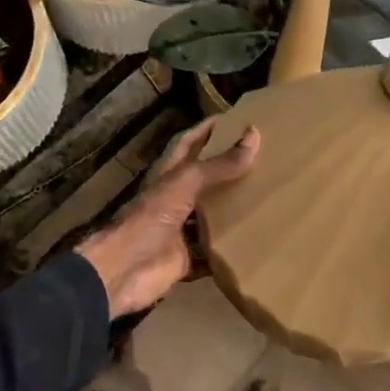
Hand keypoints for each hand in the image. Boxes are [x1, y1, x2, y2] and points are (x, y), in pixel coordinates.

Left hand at [77, 120, 260, 317]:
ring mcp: (179, 230)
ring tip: (266, 198)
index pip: (188, 143)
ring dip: (231, 210)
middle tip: (262, 159)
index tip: (233, 119)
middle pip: (203, 179)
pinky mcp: (186, 259)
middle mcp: (174, 199)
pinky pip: (211, 254)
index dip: (207, 130)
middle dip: (227, 170)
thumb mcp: (186, 184)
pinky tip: (254, 244)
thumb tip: (254, 135)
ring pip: (210, 216)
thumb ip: (220, 164)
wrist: (123, 271)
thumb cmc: (150, 218)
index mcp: (169, 175)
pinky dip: (228, 251)